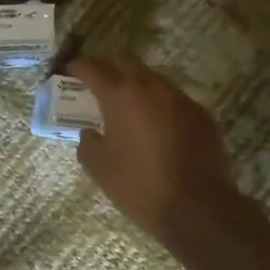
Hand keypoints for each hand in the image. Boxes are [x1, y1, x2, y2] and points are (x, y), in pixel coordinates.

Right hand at [68, 56, 247, 246]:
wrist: (197, 207)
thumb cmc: (139, 186)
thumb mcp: (99, 167)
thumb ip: (87, 142)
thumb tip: (91, 133)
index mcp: (121, 95)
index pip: (93, 68)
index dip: (78, 66)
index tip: (69, 70)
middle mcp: (151, 87)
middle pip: (125, 61)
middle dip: (107, 65)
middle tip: (96, 80)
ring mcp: (180, 98)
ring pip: (152, 77)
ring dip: (135, 83)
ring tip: (126, 102)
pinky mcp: (200, 114)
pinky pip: (173, 98)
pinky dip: (158, 103)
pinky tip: (155, 124)